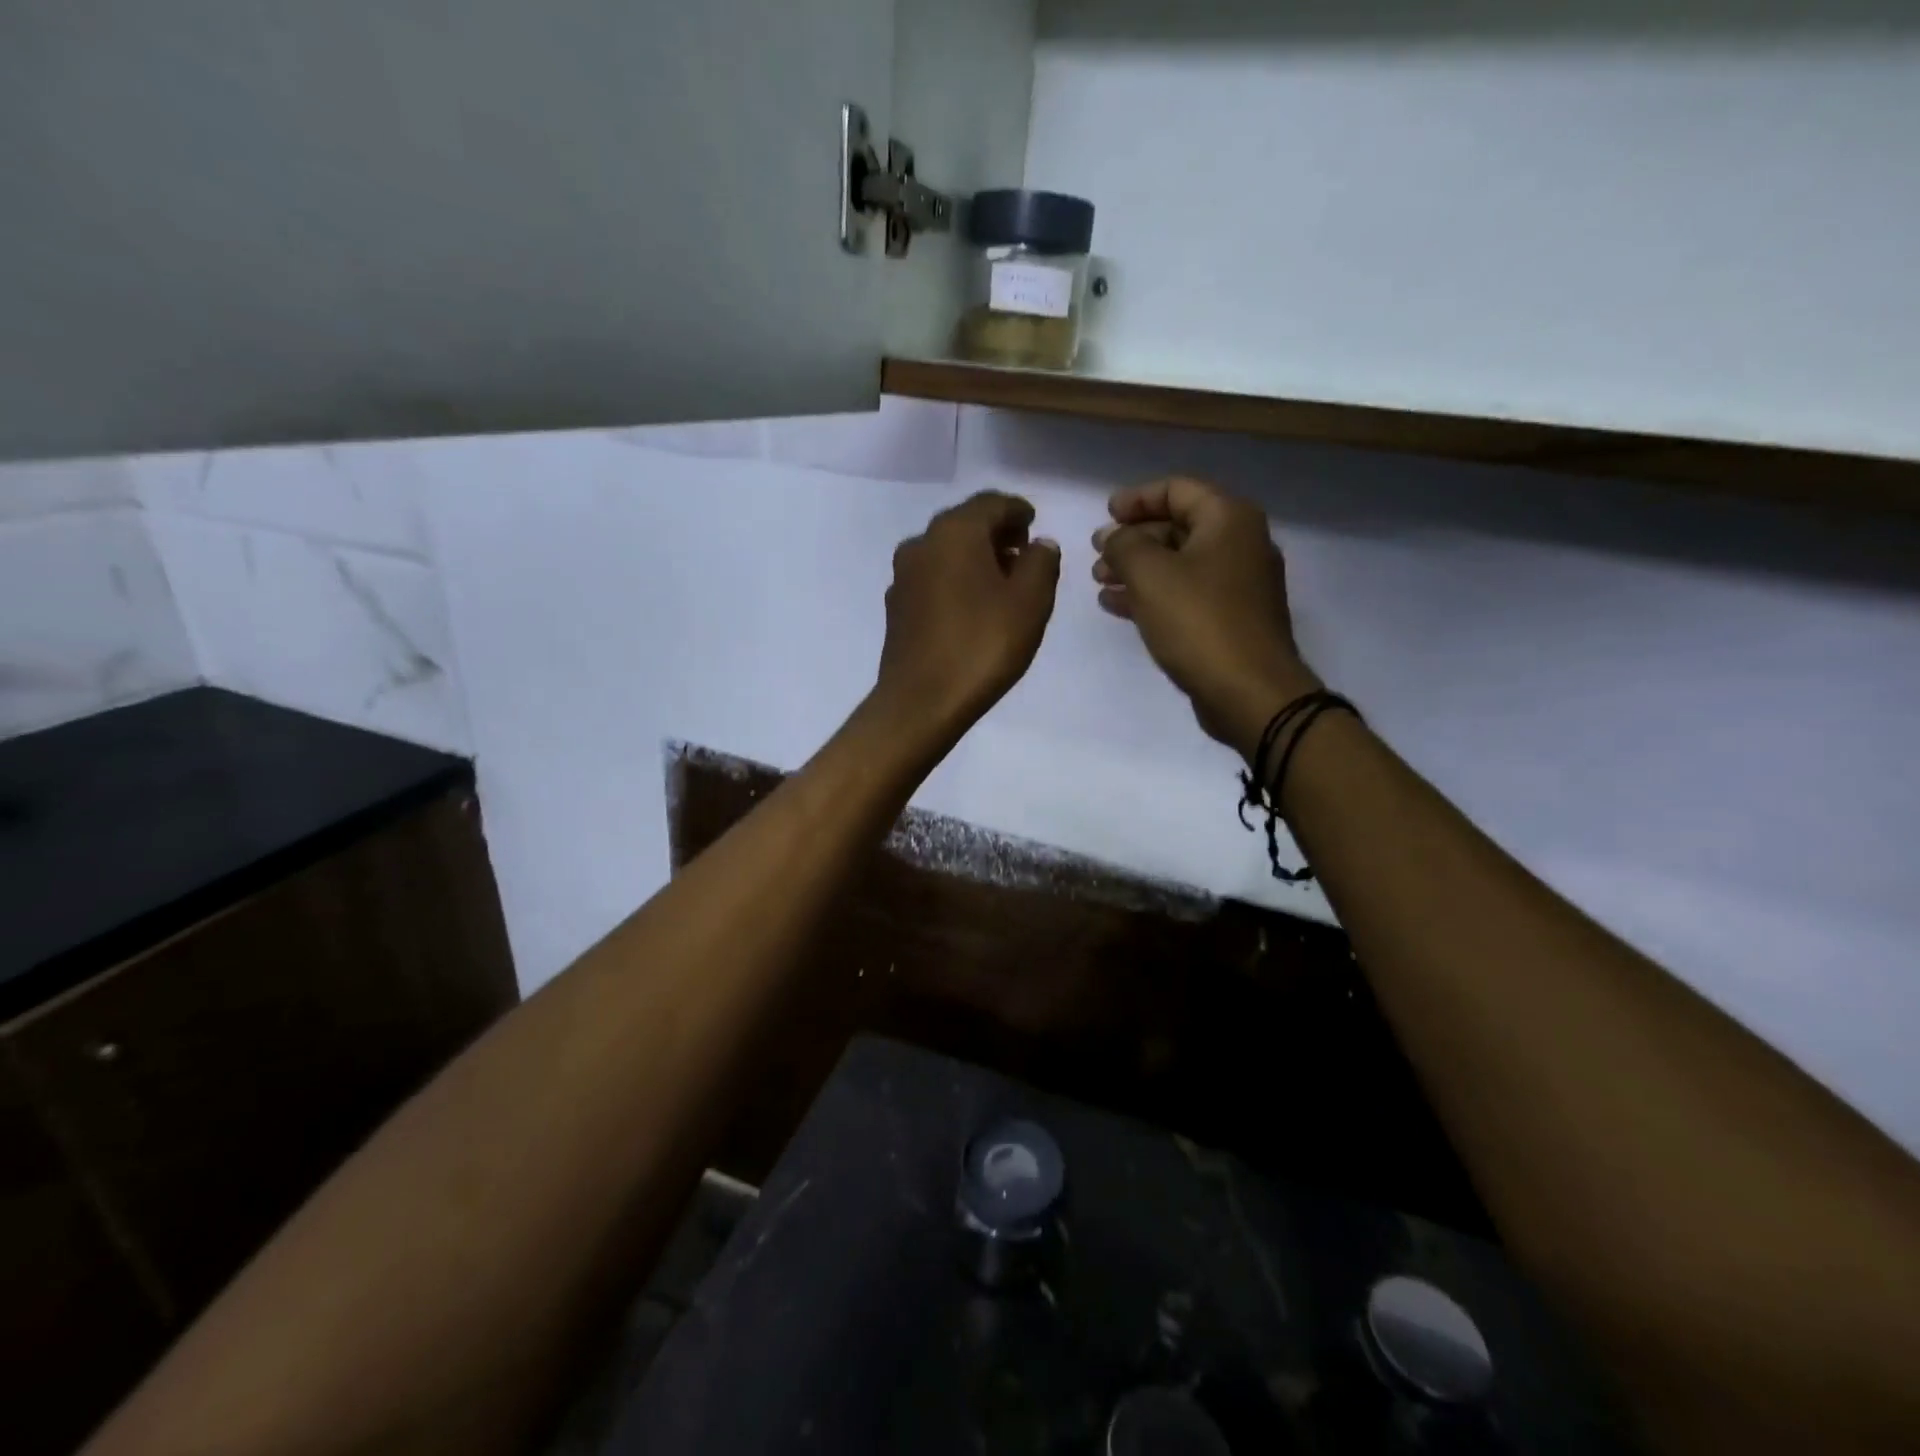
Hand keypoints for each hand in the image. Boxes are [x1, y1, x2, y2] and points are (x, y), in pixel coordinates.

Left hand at [874, 491, 1060, 740]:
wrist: (921, 701)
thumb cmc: (982, 645)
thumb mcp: (1031, 602)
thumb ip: (1041, 563)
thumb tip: (1039, 545)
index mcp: (955, 531)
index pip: (992, 503)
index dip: (1018, 511)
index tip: (1034, 524)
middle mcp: (922, 543)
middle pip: (965, 524)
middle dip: (996, 533)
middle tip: (1023, 553)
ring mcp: (903, 576)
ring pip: (946, 551)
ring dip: (974, 557)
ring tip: (1002, 582)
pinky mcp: (896, 606)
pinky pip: (933, 578)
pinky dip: (955, 579)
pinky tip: (971, 606)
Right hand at [1093, 477, 1318, 757]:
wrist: (1249, 692)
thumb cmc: (1198, 622)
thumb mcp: (1150, 574)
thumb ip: (1123, 545)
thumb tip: (1113, 536)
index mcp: (1229, 519)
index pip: (1178, 489)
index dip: (1137, 498)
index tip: (1105, 514)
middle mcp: (1240, 544)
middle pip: (1179, 526)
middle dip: (1133, 538)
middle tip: (1097, 554)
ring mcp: (1239, 584)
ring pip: (1179, 564)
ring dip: (1138, 569)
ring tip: (1100, 582)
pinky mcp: (1232, 619)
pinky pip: (1187, 593)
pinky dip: (1153, 595)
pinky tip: (1118, 606)